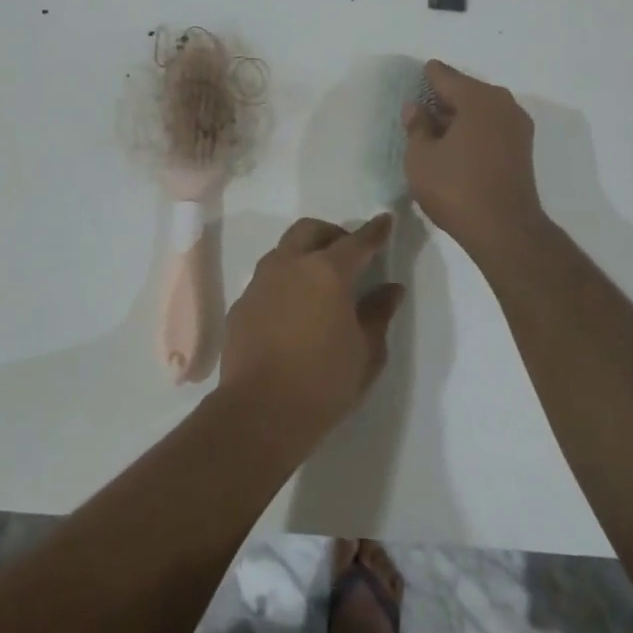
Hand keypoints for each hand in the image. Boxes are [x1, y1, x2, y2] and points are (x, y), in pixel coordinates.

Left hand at [219, 214, 405, 446]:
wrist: (260, 411)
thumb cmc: (324, 382)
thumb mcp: (366, 352)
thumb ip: (379, 313)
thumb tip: (391, 289)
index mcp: (327, 272)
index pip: (357, 242)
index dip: (374, 231)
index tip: (385, 221)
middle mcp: (290, 265)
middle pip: (310, 230)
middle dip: (332, 234)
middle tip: (349, 255)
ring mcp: (260, 282)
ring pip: (284, 250)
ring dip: (304, 253)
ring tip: (319, 280)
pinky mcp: (241, 303)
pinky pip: (267, 278)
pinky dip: (285, 280)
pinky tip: (293, 308)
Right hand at [403, 60, 545, 255]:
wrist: (504, 230)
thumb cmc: (456, 188)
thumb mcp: (421, 157)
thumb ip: (416, 127)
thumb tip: (416, 108)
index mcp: (477, 98)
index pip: (445, 76)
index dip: (427, 77)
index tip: (415, 77)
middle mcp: (503, 104)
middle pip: (466, 91)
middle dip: (443, 98)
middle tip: (420, 107)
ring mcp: (517, 126)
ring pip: (481, 110)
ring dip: (459, 116)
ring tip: (434, 129)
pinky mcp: (522, 149)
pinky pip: (491, 127)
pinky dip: (473, 130)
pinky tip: (455, 145)